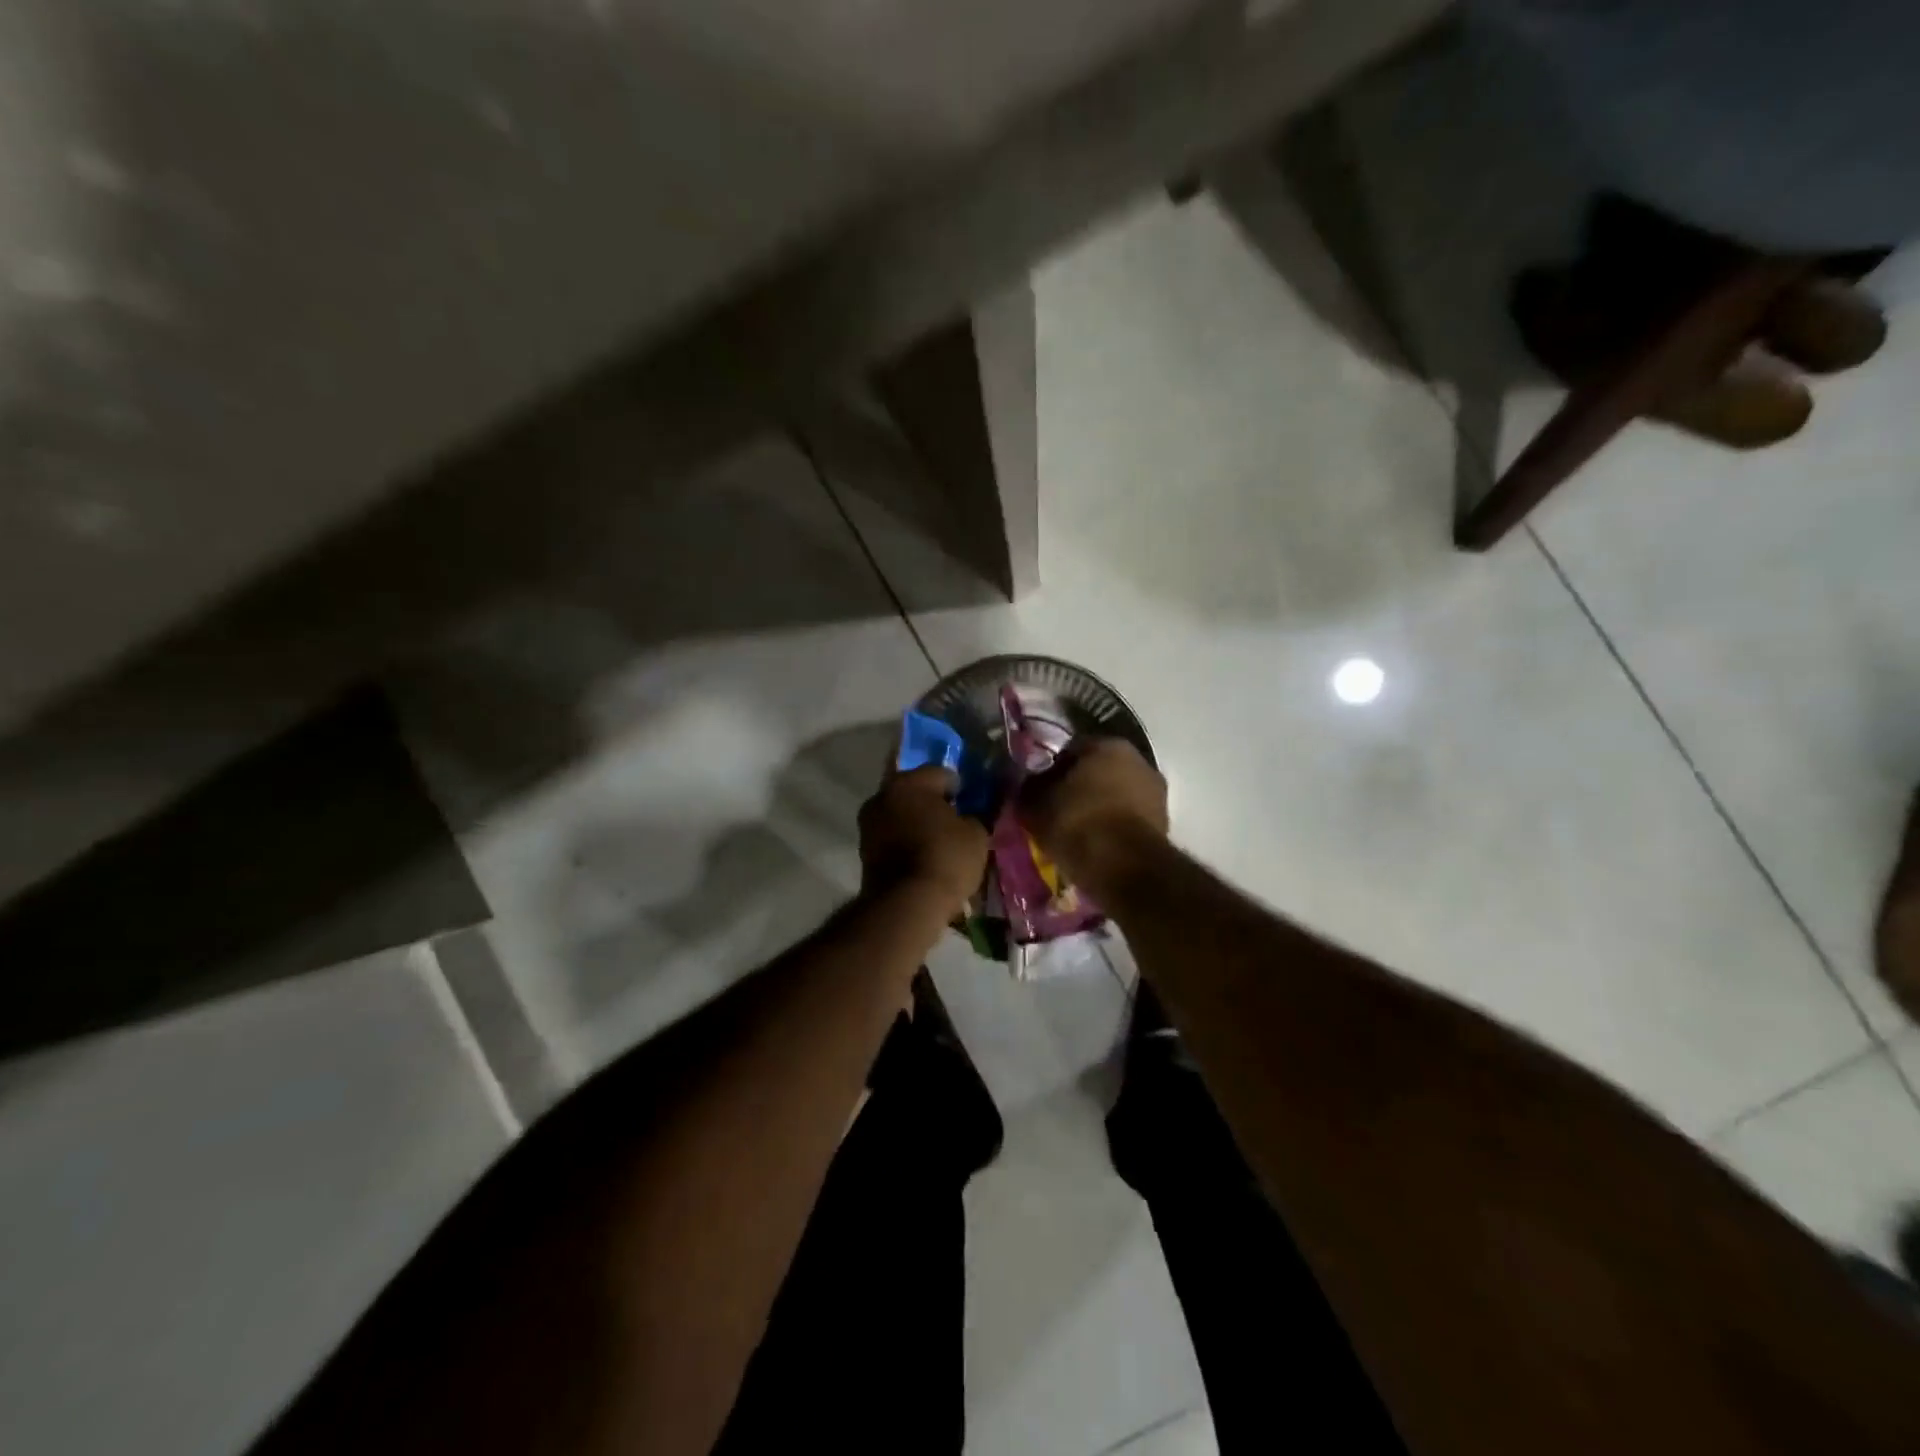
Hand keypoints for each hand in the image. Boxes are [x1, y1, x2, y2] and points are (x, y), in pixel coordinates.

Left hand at [858, 767, 989, 915]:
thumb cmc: (946, 858)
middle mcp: (882, 796)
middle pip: (914, 793)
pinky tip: (923, 858)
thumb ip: (972, 817)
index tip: (970, 804)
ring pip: (900, 815)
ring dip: (916, 824)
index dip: (959, 788)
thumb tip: (965, 817)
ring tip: (938, 843)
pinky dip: (905, 843)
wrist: (906, 904)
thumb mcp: (976, 835)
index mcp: (910, 782)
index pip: (940, 773)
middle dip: (932, 804)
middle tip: (954, 822)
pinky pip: (892, 838)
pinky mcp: (864, 852)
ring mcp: (868, 824)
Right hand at [1017, 739, 1168, 893]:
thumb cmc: (1077, 823)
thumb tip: (1026, 785)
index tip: (1038, 790)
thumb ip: (1030, 789)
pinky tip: (1095, 844)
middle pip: (1098, 770)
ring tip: (1075, 832)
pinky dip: (1113, 827)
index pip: (1071, 749)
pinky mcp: (1164, 824)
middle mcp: (1139, 759)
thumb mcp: (1036, 805)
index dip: (1051, 769)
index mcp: (1108, 744)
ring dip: (1098, 807)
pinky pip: (1128, 819)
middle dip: (1078, 787)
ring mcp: (1156, 792)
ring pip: (1116, 795)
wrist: (1123, 868)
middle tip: (1056, 810)